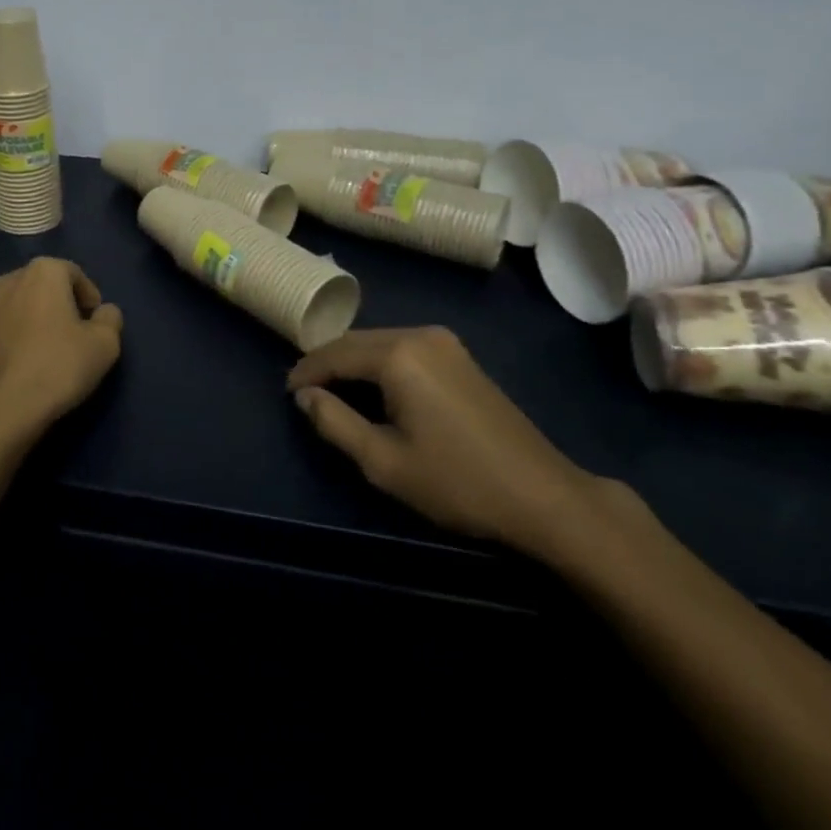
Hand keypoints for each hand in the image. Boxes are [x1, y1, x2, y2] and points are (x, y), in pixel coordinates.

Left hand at [0, 258, 123, 449]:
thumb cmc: (57, 368)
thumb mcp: (104, 346)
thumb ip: (110, 319)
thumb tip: (103, 312)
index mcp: (41, 272)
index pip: (73, 274)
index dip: (88, 296)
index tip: (94, 322)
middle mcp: (4, 280)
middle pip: (39, 286)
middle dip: (56, 304)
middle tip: (70, 336)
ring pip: (12, 306)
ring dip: (27, 320)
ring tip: (39, 351)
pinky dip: (5, 339)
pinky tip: (14, 366)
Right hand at [287, 327, 598, 555]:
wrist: (543, 495)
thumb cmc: (457, 482)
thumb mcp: (384, 462)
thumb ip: (335, 424)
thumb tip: (304, 397)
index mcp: (398, 355)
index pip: (335, 353)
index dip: (306, 372)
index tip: (287, 393)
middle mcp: (420, 335)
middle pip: (356, 341)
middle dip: (327, 363)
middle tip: (304, 392)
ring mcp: (444, 342)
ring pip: (380, 342)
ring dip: (352, 362)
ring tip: (332, 391)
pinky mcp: (460, 356)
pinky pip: (404, 349)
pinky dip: (379, 363)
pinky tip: (373, 387)